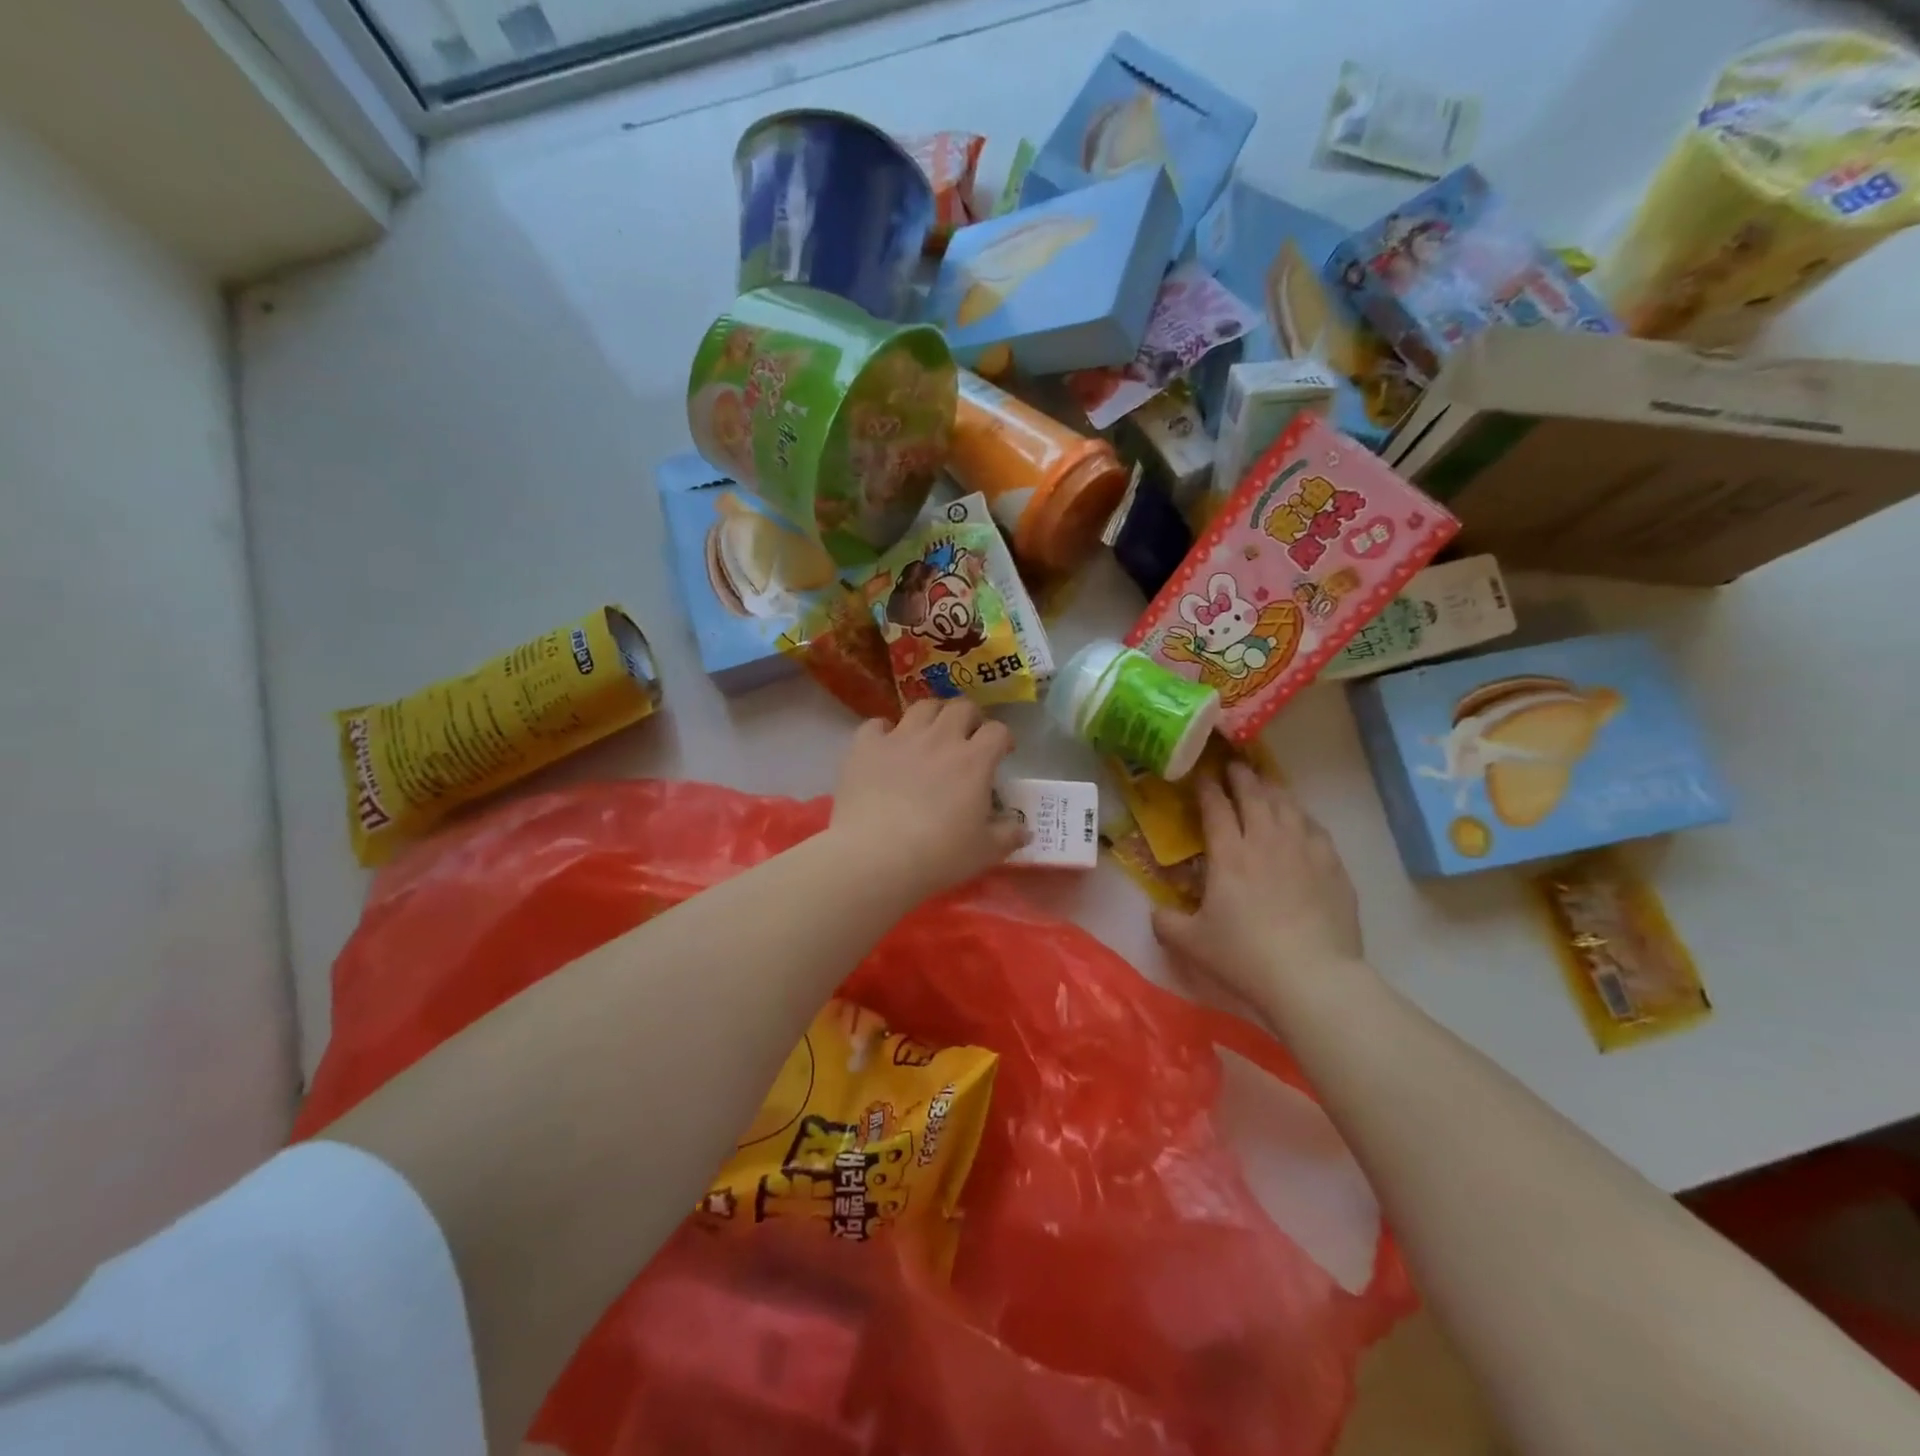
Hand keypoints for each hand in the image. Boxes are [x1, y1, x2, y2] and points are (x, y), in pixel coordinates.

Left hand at [829, 699, 1024, 901]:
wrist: (875, 857)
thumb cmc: (938, 855)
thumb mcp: (984, 852)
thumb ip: (1008, 835)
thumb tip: (1025, 829)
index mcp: (974, 761)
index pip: (998, 731)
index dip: (1003, 738)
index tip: (1002, 753)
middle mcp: (939, 739)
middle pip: (961, 707)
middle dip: (970, 718)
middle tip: (967, 738)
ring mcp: (900, 738)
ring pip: (922, 707)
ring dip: (932, 716)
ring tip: (930, 734)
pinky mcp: (865, 746)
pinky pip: (876, 724)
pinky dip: (883, 732)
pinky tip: (885, 747)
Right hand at [1152, 763, 1363, 1019]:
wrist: (1312, 977)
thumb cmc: (1244, 956)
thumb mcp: (1191, 943)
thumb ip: (1166, 923)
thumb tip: (1156, 913)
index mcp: (1229, 854)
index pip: (1216, 807)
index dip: (1207, 787)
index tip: (1202, 774)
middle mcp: (1266, 841)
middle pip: (1254, 796)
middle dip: (1241, 777)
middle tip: (1234, 766)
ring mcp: (1304, 851)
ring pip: (1287, 806)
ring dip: (1273, 790)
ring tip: (1265, 784)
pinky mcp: (1333, 867)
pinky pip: (1315, 828)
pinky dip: (1302, 816)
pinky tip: (1301, 820)